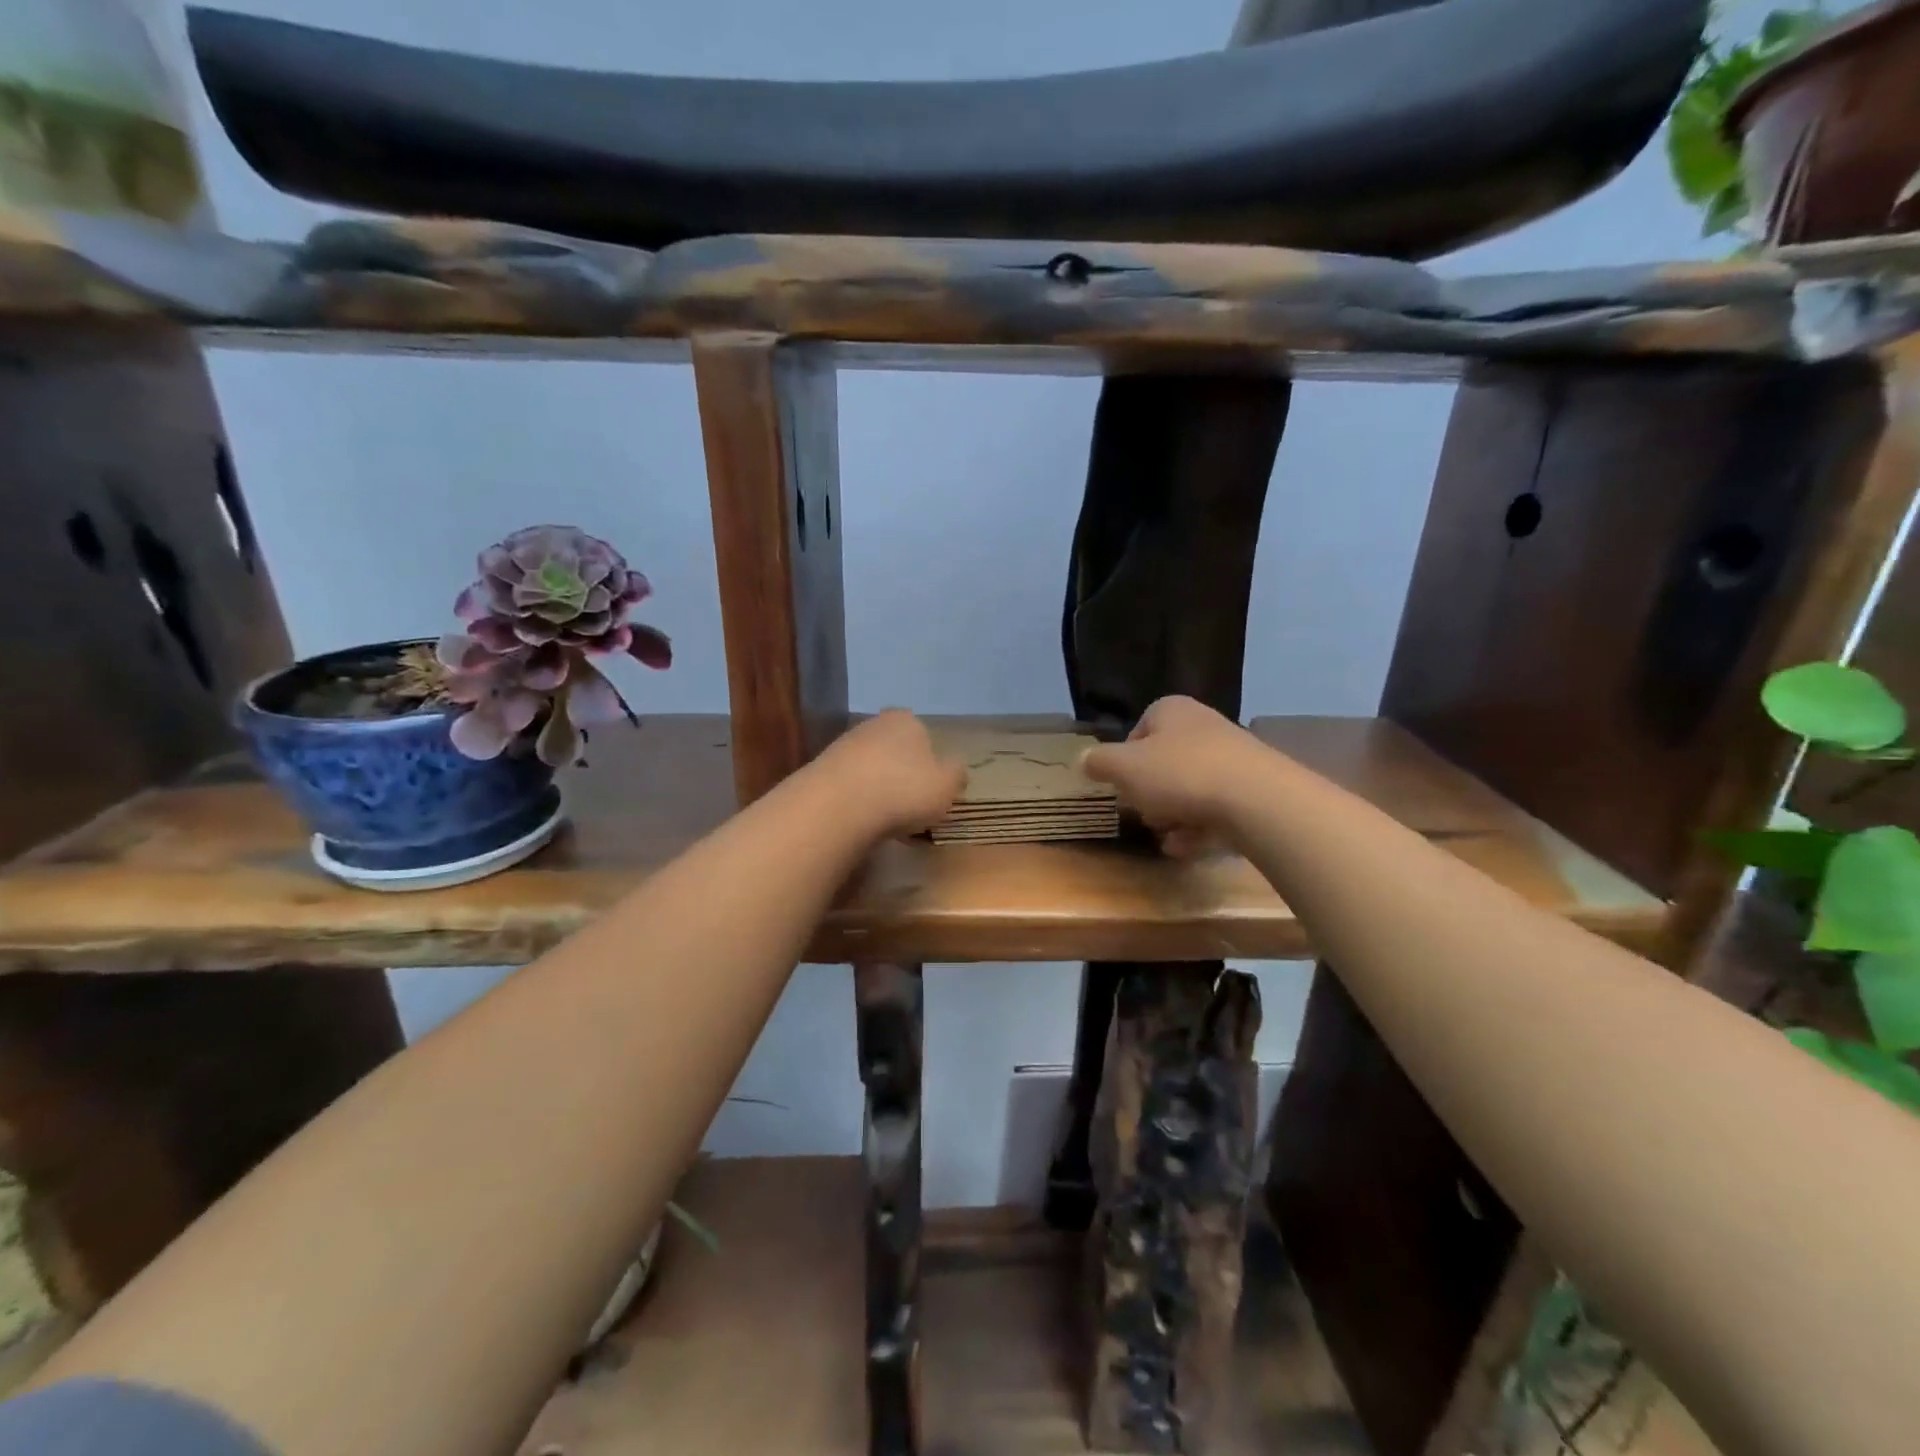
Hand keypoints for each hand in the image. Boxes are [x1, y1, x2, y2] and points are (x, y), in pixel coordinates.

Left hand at [814, 710, 966, 837]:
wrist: (837, 805)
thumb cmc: (903, 790)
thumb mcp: (947, 786)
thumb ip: (956, 774)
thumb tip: (956, 767)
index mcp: (907, 720)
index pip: (924, 736)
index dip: (930, 762)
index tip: (931, 789)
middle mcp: (873, 724)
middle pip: (895, 749)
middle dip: (901, 772)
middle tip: (909, 804)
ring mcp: (843, 745)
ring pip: (870, 766)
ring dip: (877, 787)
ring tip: (884, 818)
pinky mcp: (821, 768)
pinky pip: (849, 784)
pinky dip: (856, 799)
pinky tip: (860, 819)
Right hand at [1081, 696, 1268, 856]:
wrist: (1256, 799)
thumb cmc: (1180, 774)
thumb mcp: (1124, 768)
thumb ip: (1100, 762)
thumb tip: (1083, 759)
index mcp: (1172, 710)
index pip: (1140, 727)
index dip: (1125, 758)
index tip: (1121, 784)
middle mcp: (1203, 726)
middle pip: (1165, 761)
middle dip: (1150, 791)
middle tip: (1142, 813)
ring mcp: (1233, 757)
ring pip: (1190, 787)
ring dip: (1173, 814)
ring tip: (1165, 836)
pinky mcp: (1253, 789)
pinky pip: (1216, 808)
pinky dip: (1198, 828)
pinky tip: (1186, 847)